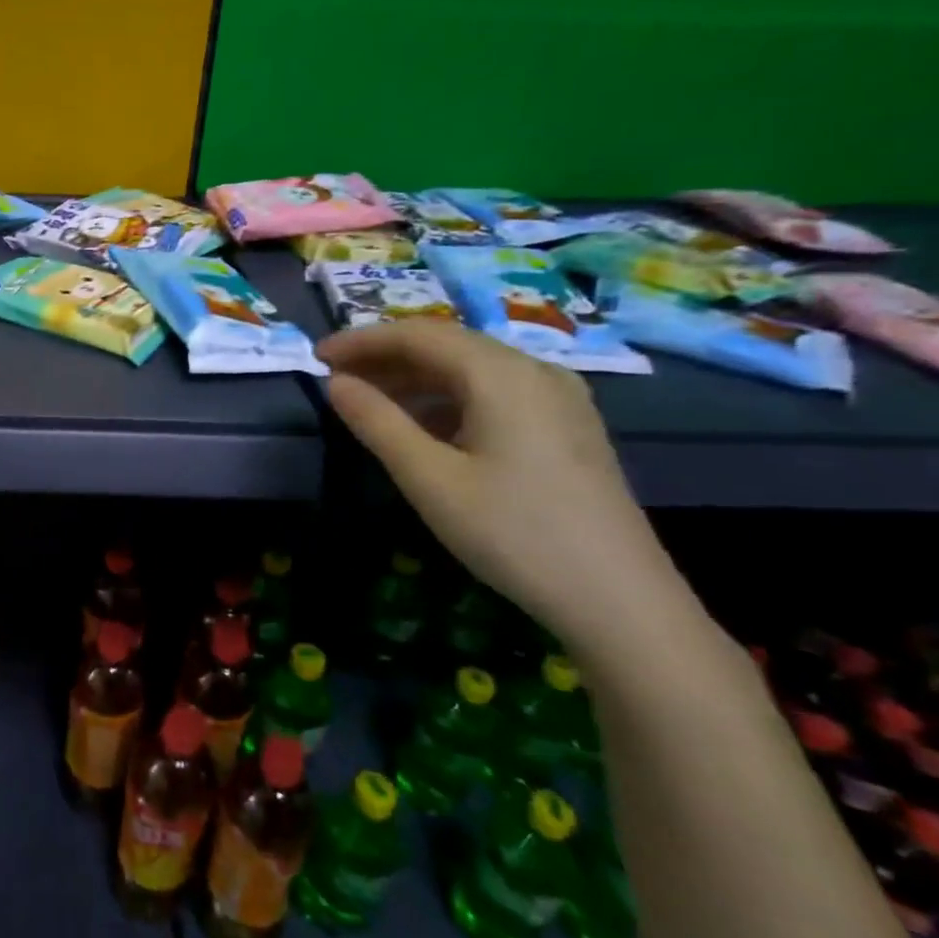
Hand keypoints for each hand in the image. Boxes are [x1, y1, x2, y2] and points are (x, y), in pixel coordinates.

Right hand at [318, 320, 693, 655]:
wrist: (621, 602)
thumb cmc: (514, 534)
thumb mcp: (430, 479)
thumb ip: (377, 422)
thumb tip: (336, 383)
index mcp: (503, 375)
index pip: (419, 335)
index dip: (362, 341)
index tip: (317, 357)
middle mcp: (536, 372)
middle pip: (448, 345)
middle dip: (387, 356)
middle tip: (337, 378)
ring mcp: (559, 399)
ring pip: (472, 369)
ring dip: (415, 378)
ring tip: (370, 401)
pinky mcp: (567, 428)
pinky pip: (495, 393)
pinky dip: (448, 398)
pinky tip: (424, 427)